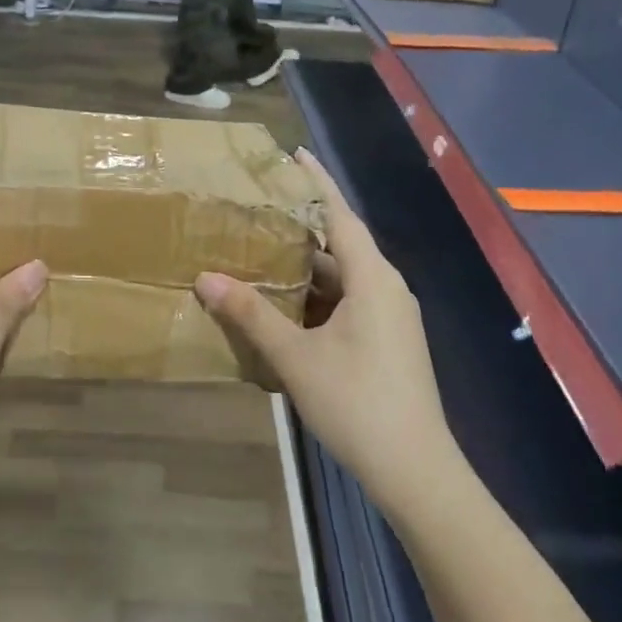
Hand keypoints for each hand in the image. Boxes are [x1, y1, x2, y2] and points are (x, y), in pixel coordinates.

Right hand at [195, 150, 448, 506]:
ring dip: (308, 267)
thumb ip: (252, 315)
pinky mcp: (389, 342)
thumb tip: (206, 278)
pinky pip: (350, 302)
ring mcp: (392, 317)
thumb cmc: (357, 402)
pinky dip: (319, 296)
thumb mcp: (296, 356)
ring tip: (263, 254)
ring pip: (345, 278)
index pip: (342, 214)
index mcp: (373, 279)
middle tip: (260, 210)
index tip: (294, 153)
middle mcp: (388, 289)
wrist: (415, 469)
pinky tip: (287, 307)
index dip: (317, 181)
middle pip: (343, 244)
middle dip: (303, 226)